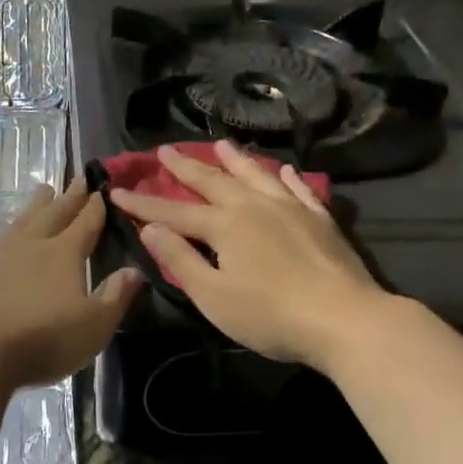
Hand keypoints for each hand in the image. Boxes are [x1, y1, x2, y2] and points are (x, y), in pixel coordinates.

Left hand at [0, 184, 141, 390]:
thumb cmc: (42, 340)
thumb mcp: (94, 326)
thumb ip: (115, 297)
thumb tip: (135, 271)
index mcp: (65, 254)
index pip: (86, 224)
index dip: (96, 207)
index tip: (102, 190)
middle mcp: (31, 245)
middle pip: (54, 214)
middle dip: (69, 198)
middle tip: (77, 179)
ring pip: (16, 223)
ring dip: (30, 208)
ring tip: (41, 191)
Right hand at [109, 141, 388, 369]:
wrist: (346, 319)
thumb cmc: (271, 315)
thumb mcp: (214, 296)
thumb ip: (181, 260)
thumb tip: (150, 229)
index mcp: (224, 226)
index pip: (173, 212)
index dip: (143, 204)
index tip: (117, 191)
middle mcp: (253, 206)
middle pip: (212, 181)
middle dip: (185, 167)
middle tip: (165, 150)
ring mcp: (290, 208)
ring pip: (255, 174)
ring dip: (234, 159)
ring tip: (220, 144)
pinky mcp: (319, 219)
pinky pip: (298, 188)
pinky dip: (285, 177)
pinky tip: (282, 170)